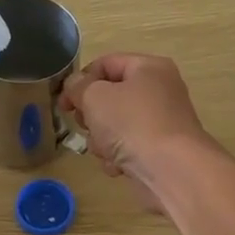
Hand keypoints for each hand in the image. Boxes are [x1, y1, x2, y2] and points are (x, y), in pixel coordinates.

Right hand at [62, 53, 215, 212]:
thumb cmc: (131, 123)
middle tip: (85, 125)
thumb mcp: (94, 97)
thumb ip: (78, 86)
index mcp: (149, 68)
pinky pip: (128, 147)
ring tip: (105, 150)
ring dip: (102, 139)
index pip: (105, 64)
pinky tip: (118, 166)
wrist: (171, 170)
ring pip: (116, 125)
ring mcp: (161, 122)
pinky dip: (118, 157)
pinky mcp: (160, 150)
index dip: (80, 81)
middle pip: (110, 96)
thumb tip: (75, 85)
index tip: (64, 103)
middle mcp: (159, 91)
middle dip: (92, 115)